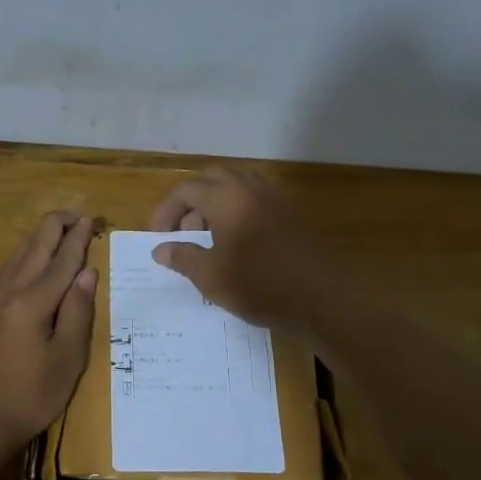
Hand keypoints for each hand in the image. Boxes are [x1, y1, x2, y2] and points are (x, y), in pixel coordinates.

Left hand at [0, 210, 96, 449]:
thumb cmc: (32, 395)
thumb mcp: (67, 359)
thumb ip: (78, 312)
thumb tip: (87, 272)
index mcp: (32, 302)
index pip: (61, 261)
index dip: (78, 239)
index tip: (91, 219)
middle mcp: (10, 294)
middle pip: (34, 249)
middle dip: (55, 227)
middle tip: (77, 215)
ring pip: (18, 257)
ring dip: (39, 238)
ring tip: (57, 228)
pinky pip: (9, 271)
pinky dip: (25, 255)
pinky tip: (29, 260)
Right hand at [148, 167, 335, 333]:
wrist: (322, 299)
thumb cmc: (259, 285)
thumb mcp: (211, 276)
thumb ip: (182, 257)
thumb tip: (160, 249)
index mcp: (227, 197)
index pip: (186, 189)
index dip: (166, 211)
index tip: (158, 237)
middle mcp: (251, 189)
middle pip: (212, 180)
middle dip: (191, 203)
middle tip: (183, 233)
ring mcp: (275, 199)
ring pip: (236, 189)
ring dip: (215, 207)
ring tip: (207, 241)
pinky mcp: (291, 215)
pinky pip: (255, 202)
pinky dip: (237, 214)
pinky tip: (235, 246)